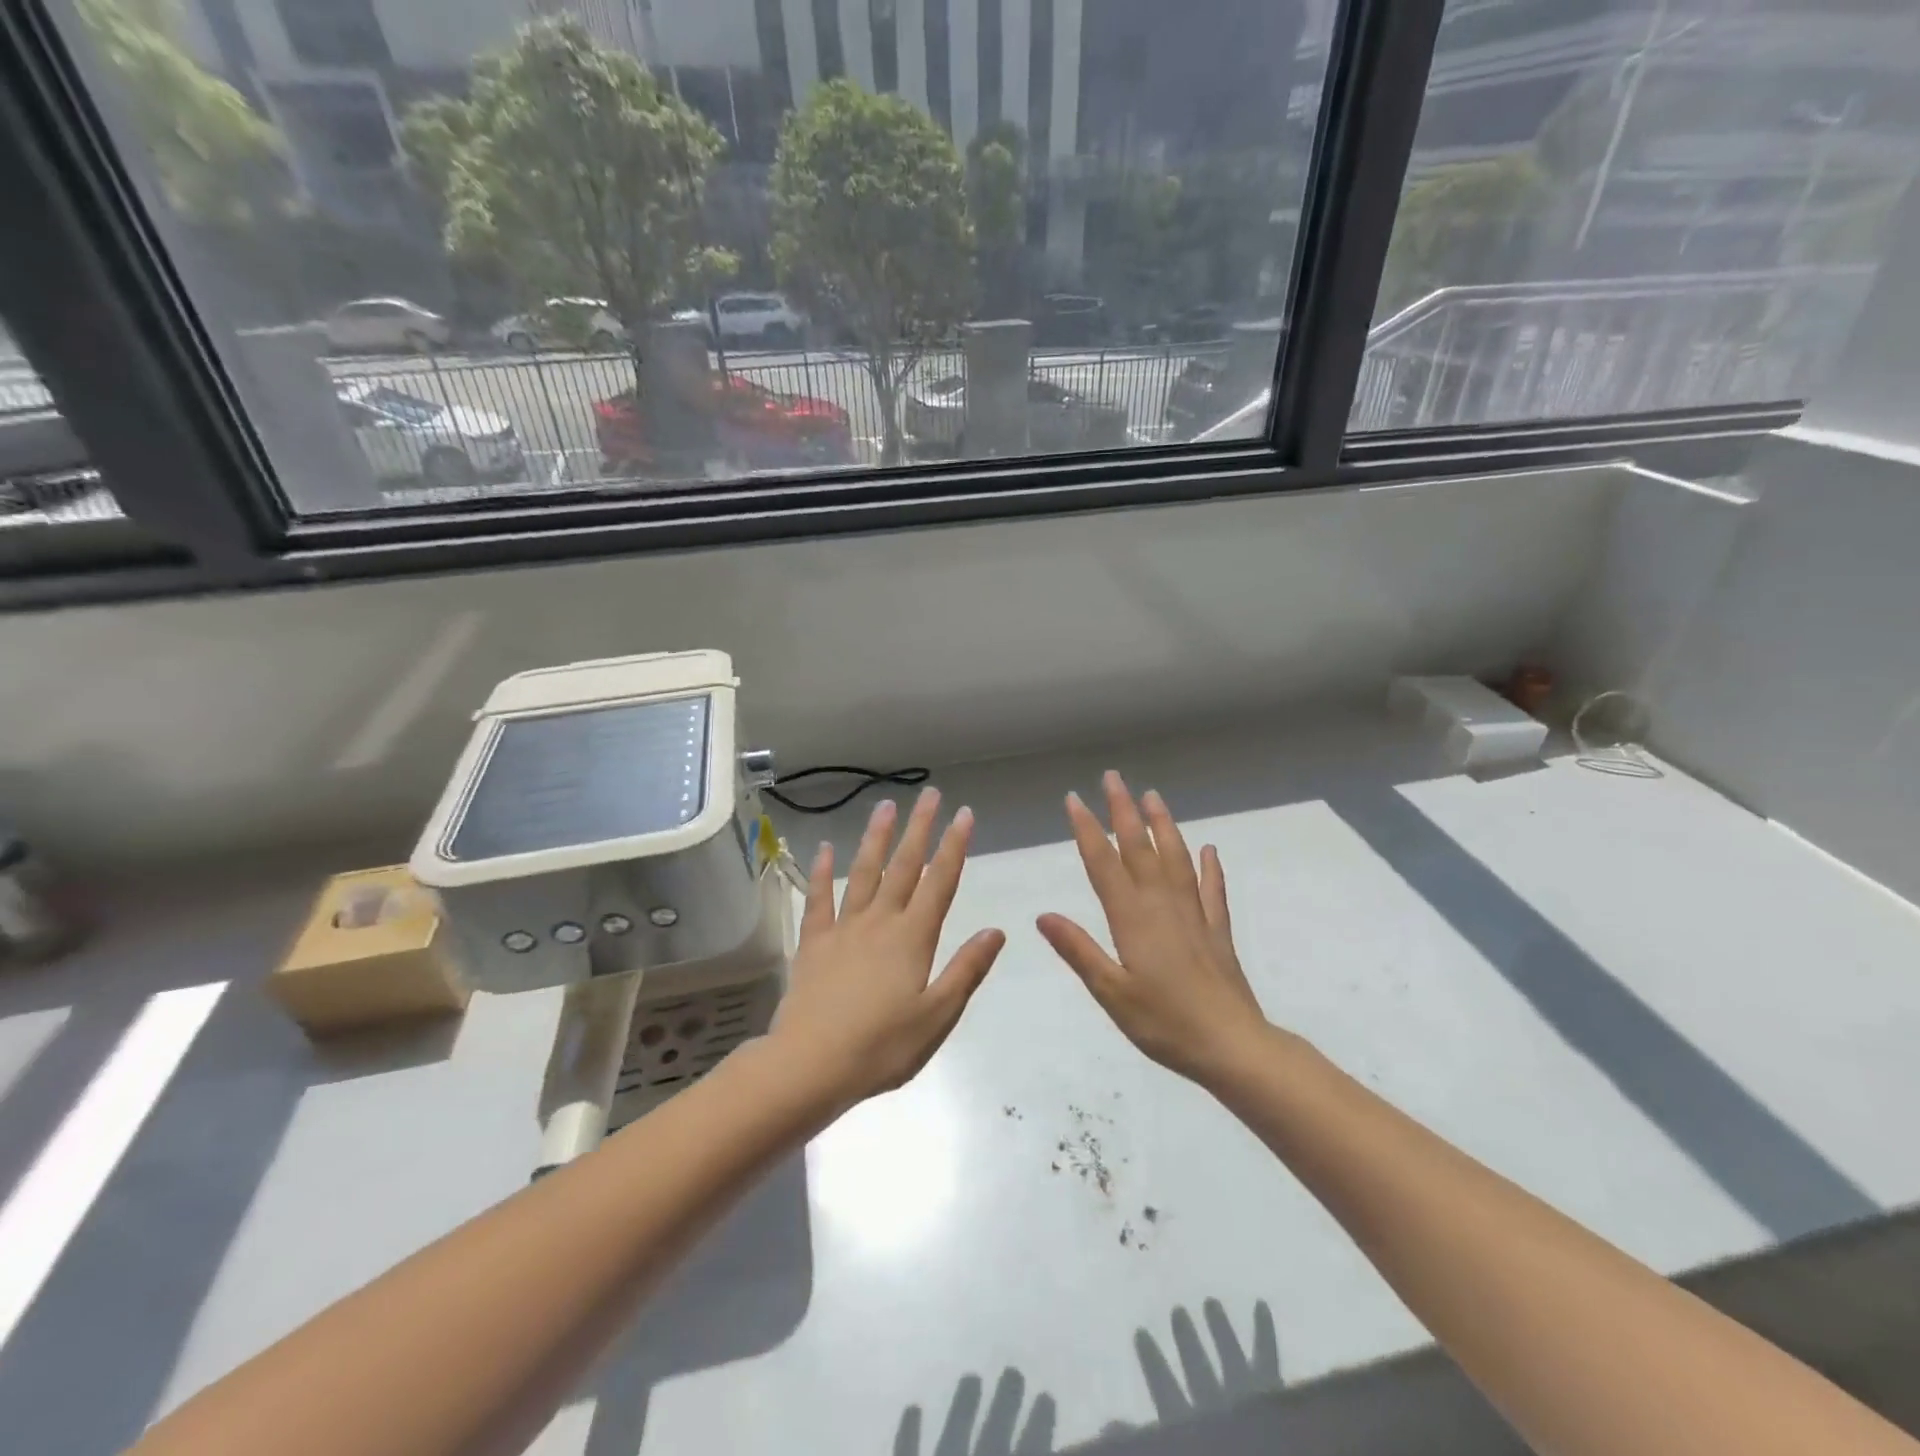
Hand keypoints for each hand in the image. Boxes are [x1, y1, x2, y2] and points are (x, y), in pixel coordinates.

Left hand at [770, 789, 1005, 1111]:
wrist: (811, 1065)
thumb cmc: (882, 1046)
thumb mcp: (937, 1015)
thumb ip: (966, 970)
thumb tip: (996, 931)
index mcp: (913, 938)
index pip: (940, 882)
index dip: (954, 846)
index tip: (964, 814)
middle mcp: (880, 922)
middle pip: (904, 866)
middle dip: (920, 828)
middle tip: (930, 794)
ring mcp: (843, 928)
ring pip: (863, 872)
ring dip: (876, 838)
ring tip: (885, 805)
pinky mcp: (813, 942)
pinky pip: (818, 898)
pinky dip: (822, 872)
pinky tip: (824, 849)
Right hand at [1037, 772, 1268, 1084]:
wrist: (1232, 1045)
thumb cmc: (1164, 1023)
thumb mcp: (1111, 992)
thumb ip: (1078, 950)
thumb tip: (1042, 915)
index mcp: (1132, 918)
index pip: (1103, 863)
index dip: (1087, 829)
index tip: (1075, 799)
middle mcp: (1162, 905)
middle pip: (1140, 848)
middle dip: (1123, 811)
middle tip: (1113, 777)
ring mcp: (1194, 915)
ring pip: (1176, 858)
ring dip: (1163, 825)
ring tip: (1153, 796)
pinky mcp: (1217, 930)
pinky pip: (1212, 889)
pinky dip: (1209, 867)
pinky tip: (1209, 849)